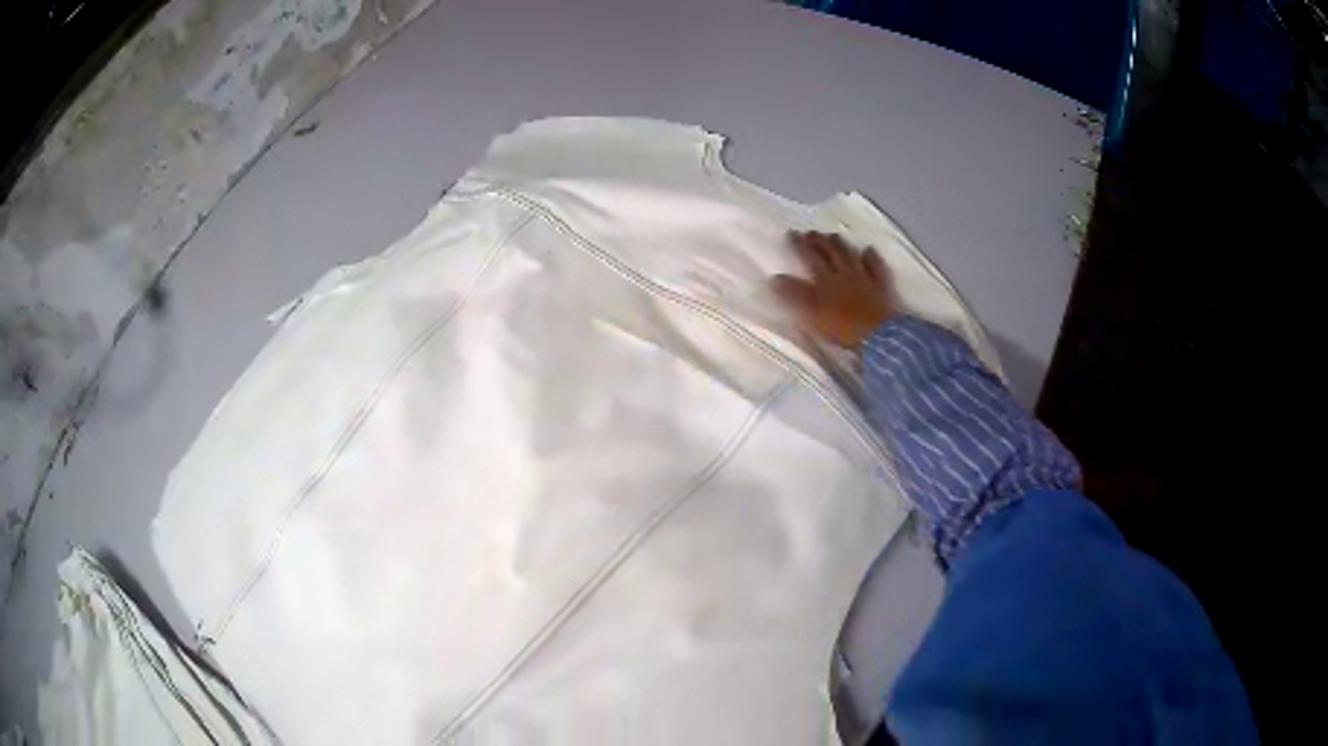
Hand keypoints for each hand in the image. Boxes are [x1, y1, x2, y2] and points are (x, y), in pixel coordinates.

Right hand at [771, 231, 894, 347]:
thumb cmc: (842, 327)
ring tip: (833, 235)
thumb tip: (774, 278)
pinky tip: (868, 249)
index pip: (809, 257)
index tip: (791, 233)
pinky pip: (874, 267)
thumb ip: (793, 295)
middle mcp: (843, 274)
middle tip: (811, 232)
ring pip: (850, 256)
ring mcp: (863, 278)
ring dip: (840, 245)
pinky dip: (870, 257)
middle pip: (829, 253)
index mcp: (824, 280)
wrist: (877, 334)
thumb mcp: (811, 314)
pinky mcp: (879, 286)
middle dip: (819, 241)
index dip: (799, 245)